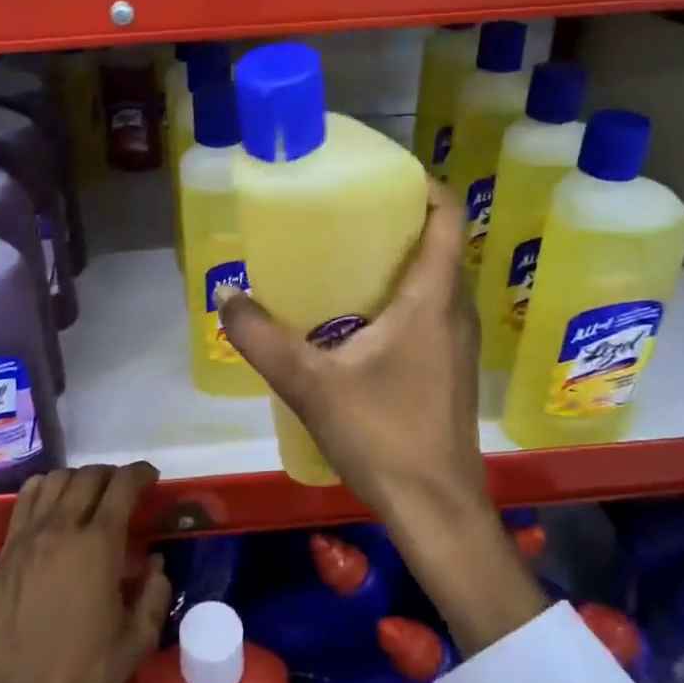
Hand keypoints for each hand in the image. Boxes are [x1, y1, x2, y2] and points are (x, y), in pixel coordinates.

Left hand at [0, 463, 170, 682]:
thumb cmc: (84, 674)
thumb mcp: (137, 639)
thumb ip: (154, 593)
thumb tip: (155, 563)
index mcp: (98, 544)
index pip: (122, 486)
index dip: (140, 474)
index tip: (151, 477)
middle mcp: (62, 528)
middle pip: (88, 477)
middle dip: (112, 476)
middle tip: (124, 491)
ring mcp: (28, 537)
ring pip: (55, 480)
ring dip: (78, 479)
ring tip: (90, 496)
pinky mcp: (5, 552)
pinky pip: (25, 500)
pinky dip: (44, 488)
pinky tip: (53, 504)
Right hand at [218, 183, 545, 655]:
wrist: (436, 510)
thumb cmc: (383, 437)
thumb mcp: (311, 385)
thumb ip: (263, 339)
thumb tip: (227, 297)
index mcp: (432, 299)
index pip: (447, 217)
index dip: (422, 185)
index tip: (382, 172)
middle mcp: (453, 311)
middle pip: (440, 244)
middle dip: (399, 219)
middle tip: (346, 211)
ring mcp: (456, 343)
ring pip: (436, 280)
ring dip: (401, 259)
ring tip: (345, 255)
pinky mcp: (448, 369)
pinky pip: (430, 310)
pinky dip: (402, 295)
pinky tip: (357, 318)